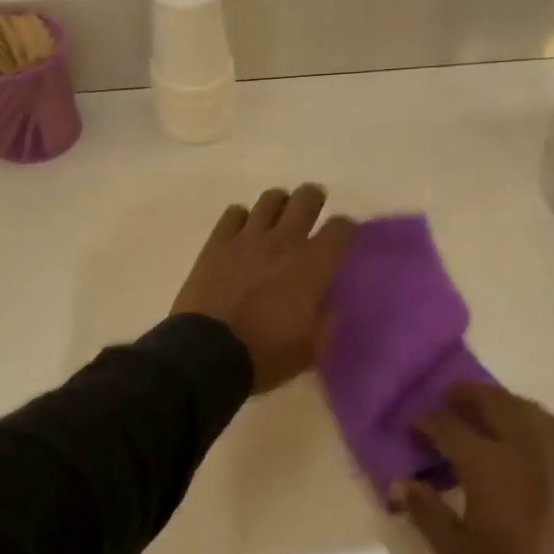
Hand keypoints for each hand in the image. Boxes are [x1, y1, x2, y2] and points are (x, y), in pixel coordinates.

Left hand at [171, 184, 355, 394]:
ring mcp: (247, 238)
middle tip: (312, 213)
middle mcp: (284, 241)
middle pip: (306, 199)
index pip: (341, 228)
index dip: (346, 230)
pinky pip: (233, 213)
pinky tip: (243, 232)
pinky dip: (242, 218)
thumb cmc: (266, 354)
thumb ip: (327, 318)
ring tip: (278, 219)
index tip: (343, 239)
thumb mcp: (312, 348)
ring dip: (279, 205)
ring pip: (270, 199)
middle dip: (314, 201)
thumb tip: (331, 301)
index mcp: (313, 265)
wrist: (207, 354)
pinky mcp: (217, 243)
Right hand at [394, 385, 553, 553]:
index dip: (426, 421)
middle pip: (489, 399)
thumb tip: (401, 483)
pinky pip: (547, 420)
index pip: (447, 425)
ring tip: (481, 412)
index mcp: (487, 463)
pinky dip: (526, 415)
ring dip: (496, 401)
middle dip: (463, 395)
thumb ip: (426, 511)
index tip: (414, 426)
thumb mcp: (457, 551)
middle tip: (446, 403)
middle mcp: (522, 442)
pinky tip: (520, 430)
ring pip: (521, 404)